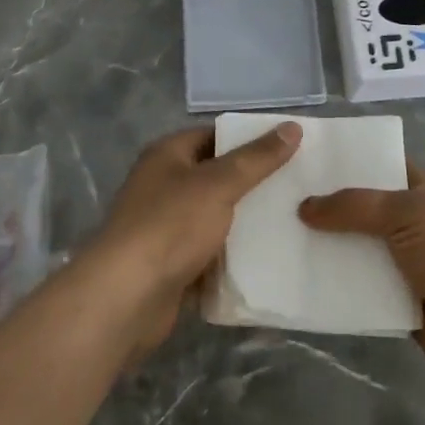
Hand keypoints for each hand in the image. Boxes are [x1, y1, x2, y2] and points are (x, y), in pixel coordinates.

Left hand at [87, 123, 302, 355]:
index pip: (214, 135)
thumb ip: (256, 158)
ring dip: (244, 223)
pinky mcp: (171, 265)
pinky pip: (209, 253)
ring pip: (214, 218)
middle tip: (297, 186)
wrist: (126, 298)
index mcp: (167, 155)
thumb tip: (292, 127)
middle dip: (252, 183)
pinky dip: (232, 257)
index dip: (249, 139)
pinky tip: (267, 259)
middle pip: (215, 177)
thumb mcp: (219, 184)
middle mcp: (163, 185)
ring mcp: (165, 227)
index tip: (288, 148)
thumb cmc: (171, 226)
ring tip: (291, 221)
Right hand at [298, 164, 424, 412]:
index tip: (304, 159)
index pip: (382, 165)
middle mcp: (417, 220)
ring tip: (280, 234)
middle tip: (280, 197)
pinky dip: (336, 283)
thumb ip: (355, 206)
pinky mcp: (398, 299)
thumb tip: (305, 207)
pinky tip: (299, 275)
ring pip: (359, 247)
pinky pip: (360, 285)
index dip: (347, 162)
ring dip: (328, 245)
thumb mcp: (408, 213)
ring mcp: (408, 261)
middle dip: (330, 205)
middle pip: (366, 208)